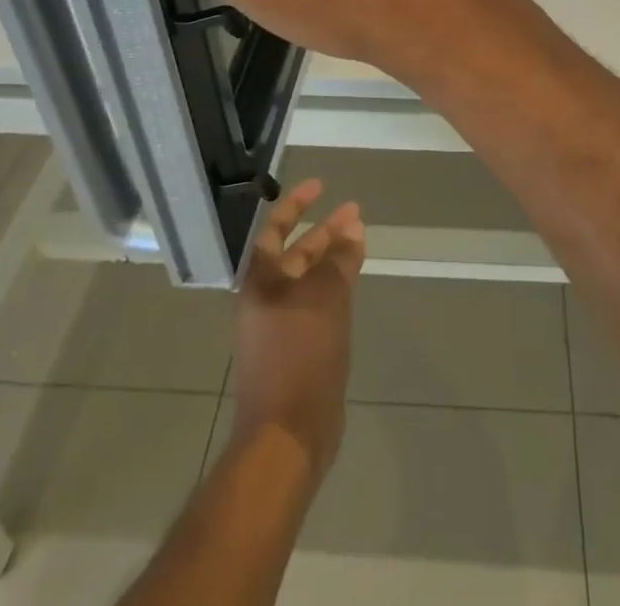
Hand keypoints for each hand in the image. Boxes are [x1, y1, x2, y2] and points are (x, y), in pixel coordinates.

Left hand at [229, 179, 364, 481]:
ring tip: (358, 245)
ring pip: (307, 282)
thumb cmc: (300, 355)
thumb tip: (352, 226)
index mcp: (261, 282)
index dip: (296, 204)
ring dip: (331, 261)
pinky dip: (332, 291)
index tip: (320, 186)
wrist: (287, 433)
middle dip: (324, 233)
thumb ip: (339, 259)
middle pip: (294, 255)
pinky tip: (351, 288)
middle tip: (354, 214)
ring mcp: (277, 328)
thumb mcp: (325, 297)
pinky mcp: (293, 353)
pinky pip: (314, 307)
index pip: (275, 229)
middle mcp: (265, 300)